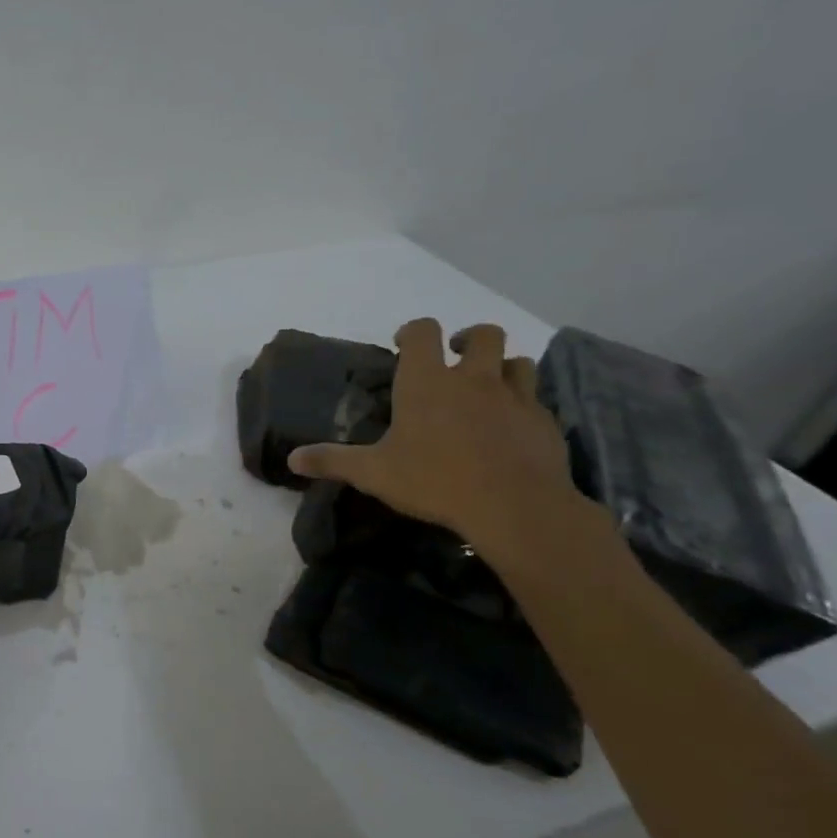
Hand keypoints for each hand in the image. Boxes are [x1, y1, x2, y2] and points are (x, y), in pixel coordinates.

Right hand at [287, 319, 592, 560]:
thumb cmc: (434, 480)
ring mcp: (515, 397)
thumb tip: (292, 458)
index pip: (424, 331)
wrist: (514, 506)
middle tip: (456, 361)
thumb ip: (332, 461)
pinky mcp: (544, 422)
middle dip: (469, 340)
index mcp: (427, 382)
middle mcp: (473, 378)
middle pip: (483, 334)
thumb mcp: (373, 473)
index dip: (414, 332)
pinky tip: (510, 429)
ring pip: (517, 362)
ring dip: (502, 368)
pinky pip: (535, 400)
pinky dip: (522, 405)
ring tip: (488, 390)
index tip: (405, 347)